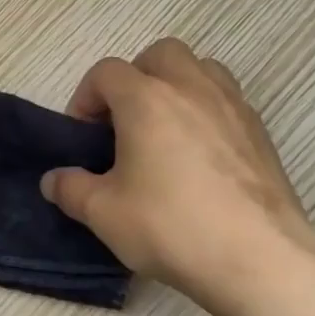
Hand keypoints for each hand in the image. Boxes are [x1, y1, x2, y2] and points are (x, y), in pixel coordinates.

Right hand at [40, 37, 314, 315]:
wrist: (261, 260)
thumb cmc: (172, 227)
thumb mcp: (103, 213)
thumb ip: (70, 189)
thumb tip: (53, 181)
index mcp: (146, 99)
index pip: (106, 72)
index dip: (86, 98)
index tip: (82, 135)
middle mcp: (191, 88)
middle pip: (159, 54)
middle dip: (136, 79)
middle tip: (125, 122)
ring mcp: (233, 107)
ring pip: (201, 69)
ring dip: (177, 87)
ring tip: (165, 131)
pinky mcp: (261, 133)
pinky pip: (227, 101)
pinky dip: (207, 113)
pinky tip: (200, 158)